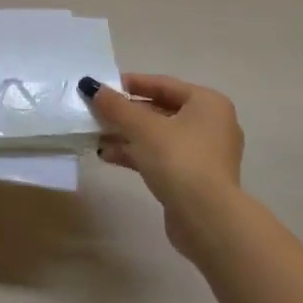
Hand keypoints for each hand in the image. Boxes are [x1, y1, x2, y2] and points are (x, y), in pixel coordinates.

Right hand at [82, 74, 242, 261]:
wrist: (206, 217)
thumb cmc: (178, 159)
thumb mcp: (141, 127)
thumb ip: (115, 105)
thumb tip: (90, 86)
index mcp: (207, 103)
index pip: (163, 84)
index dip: (131, 84)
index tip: (103, 87)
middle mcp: (211, 124)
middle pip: (160, 110)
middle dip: (125, 114)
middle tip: (96, 113)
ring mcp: (204, 153)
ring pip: (158, 136)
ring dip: (126, 135)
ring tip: (96, 136)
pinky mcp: (195, 178)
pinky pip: (161, 157)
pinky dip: (137, 154)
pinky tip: (108, 156)